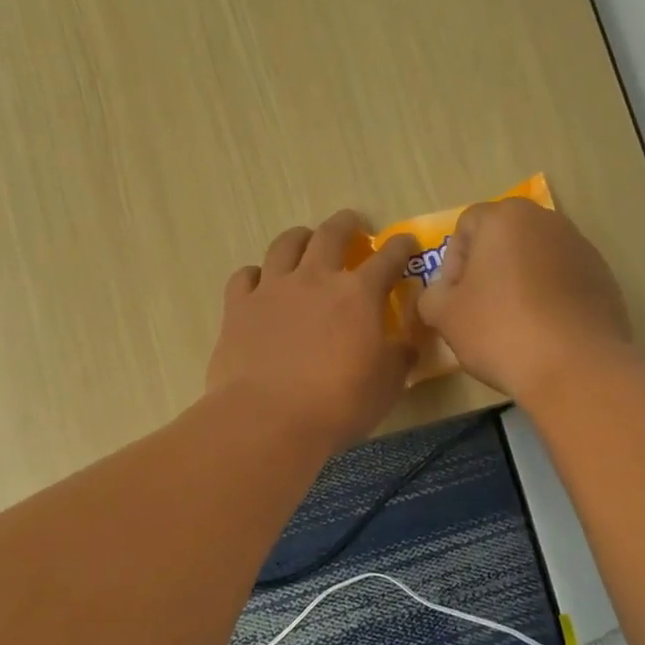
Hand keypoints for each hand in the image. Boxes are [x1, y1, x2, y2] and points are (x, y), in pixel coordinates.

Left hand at [207, 211, 419, 452]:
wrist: (268, 419)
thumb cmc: (337, 405)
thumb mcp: (386, 386)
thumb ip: (398, 357)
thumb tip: (405, 345)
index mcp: (358, 294)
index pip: (388, 258)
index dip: (400, 246)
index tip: (406, 242)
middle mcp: (314, 279)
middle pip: (331, 234)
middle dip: (346, 224)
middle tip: (353, 226)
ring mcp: (272, 289)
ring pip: (285, 245)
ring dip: (300, 238)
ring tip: (305, 242)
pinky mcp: (238, 306)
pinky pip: (245, 276)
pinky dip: (257, 275)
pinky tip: (260, 283)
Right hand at [415, 199, 632, 401]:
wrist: (576, 367)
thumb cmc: (500, 331)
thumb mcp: (444, 316)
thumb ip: (432, 295)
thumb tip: (442, 293)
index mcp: (506, 217)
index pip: (466, 227)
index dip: (452, 264)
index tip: (455, 300)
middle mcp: (548, 221)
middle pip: (504, 239)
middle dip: (488, 270)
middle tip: (480, 311)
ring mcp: (582, 248)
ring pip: (535, 260)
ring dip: (520, 283)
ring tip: (514, 326)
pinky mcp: (605, 279)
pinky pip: (563, 281)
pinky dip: (549, 298)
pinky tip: (544, 334)